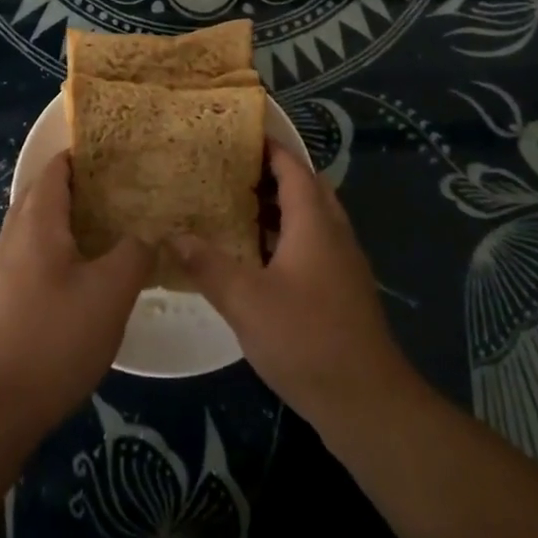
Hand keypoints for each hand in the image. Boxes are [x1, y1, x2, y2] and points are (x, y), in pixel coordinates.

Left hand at [0, 152, 151, 432]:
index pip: (57, 169)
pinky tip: (83, 272)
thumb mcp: (110, 293)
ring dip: (68, 218)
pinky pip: (31, 253)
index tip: (119, 155)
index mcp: (37, 221)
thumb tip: (150, 230)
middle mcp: (14, 234)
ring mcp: (2, 267)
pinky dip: (57, 246)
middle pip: (44, 192)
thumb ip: (134, 252)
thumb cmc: (55, 338)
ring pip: (37, 225)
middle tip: (121, 190)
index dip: (84, 156)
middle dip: (79, 185)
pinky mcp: (1, 297)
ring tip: (108, 227)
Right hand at [171, 147, 413, 435]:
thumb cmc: (306, 339)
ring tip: (236, 206)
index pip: (293, 168)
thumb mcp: (246, 301)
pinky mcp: (343, 290)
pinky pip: (314, 244)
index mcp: (314, 224)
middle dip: (272, 174)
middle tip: (230, 170)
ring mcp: (343, 264)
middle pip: (307, 188)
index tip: (238, 135)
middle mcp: (334, 234)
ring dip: (279, 206)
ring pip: (312, 218)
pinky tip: (257, 257)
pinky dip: (287, 236)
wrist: (367, 402)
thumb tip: (171, 233)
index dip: (269, 147)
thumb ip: (207, 264)